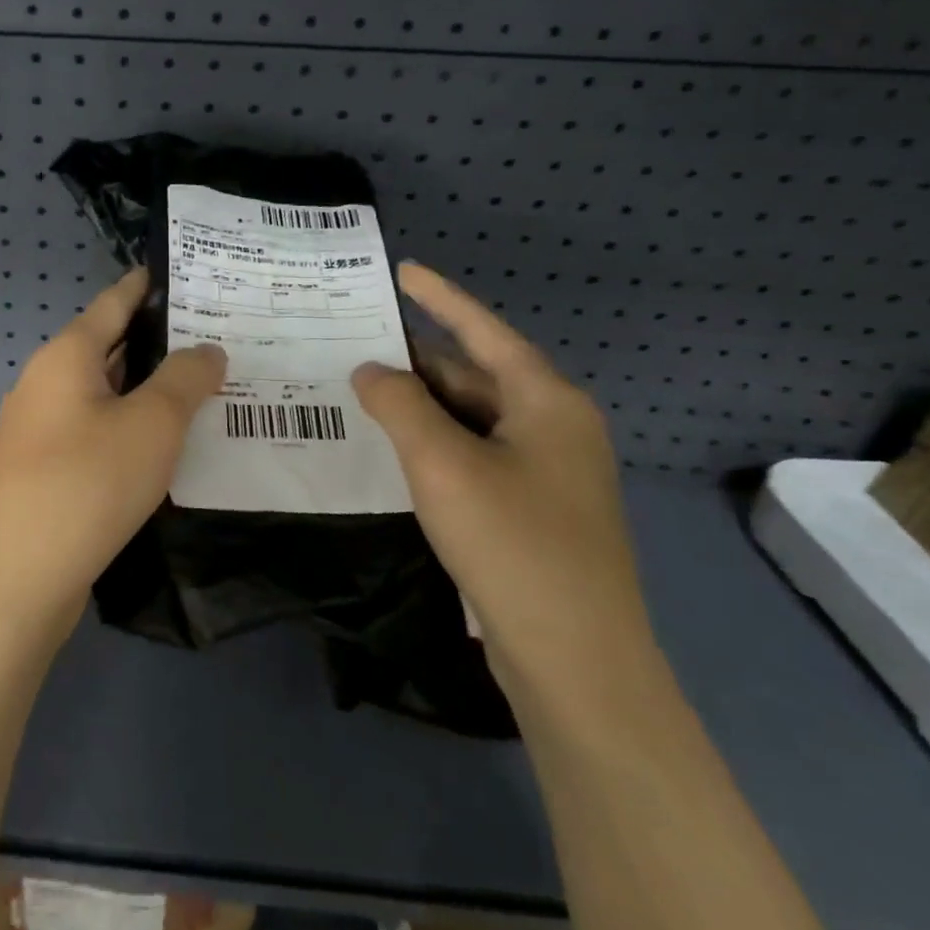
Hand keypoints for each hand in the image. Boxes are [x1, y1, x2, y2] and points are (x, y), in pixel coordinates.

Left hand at [0, 270, 225, 613]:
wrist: (18, 576)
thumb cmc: (88, 482)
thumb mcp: (152, 424)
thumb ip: (185, 379)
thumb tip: (206, 349)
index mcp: (65, 356)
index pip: (112, 303)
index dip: (145, 286)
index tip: (182, 274)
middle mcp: (44, 383)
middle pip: (106, 347)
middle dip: (155, 341)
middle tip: (212, 337)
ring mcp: (37, 429)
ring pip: (101, 393)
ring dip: (144, 389)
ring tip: (197, 388)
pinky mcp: (40, 469)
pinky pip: (92, 431)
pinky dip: (127, 426)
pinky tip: (160, 445)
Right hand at [351, 263, 657, 711]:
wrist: (574, 659)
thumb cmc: (513, 543)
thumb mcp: (443, 463)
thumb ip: (400, 405)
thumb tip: (370, 371)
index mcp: (547, 402)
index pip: (484, 331)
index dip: (441, 298)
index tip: (402, 270)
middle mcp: (552, 428)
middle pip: (475, 375)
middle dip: (417, 358)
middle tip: (354, 339)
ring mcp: (544, 473)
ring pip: (470, 419)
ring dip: (419, 404)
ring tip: (359, 388)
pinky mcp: (529, 511)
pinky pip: (471, 456)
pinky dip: (430, 443)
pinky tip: (391, 447)